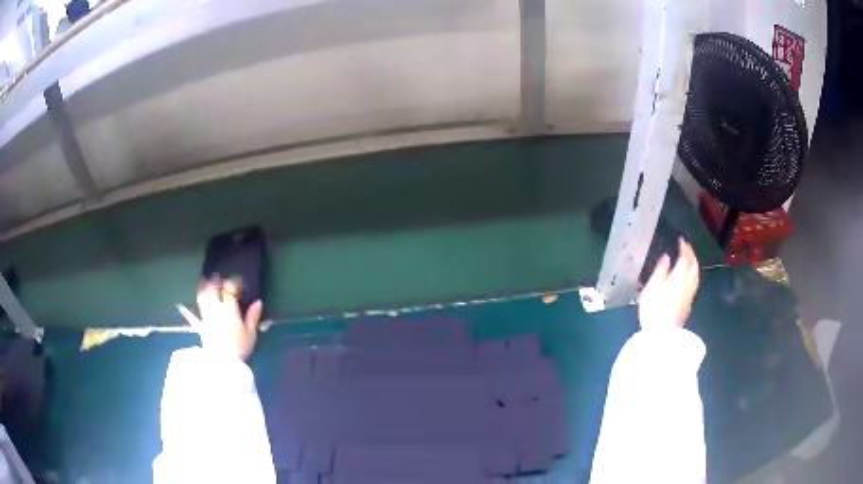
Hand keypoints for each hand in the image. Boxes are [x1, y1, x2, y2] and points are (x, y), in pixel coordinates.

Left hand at [178, 277, 263, 360]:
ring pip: (203, 297)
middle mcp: (216, 309)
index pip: (230, 290)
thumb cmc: (239, 347)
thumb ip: (253, 317)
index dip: (233, 284)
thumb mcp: (250, 333)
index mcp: (230, 309)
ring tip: (204, 282)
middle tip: (218, 278)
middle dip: (216, 282)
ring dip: (204, 288)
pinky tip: (183, 306)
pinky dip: (189, 309)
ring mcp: (207, 316)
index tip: (237, 282)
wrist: (222, 362)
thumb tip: (258, 302)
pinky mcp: (201, 326)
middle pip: (214, 290)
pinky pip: (193, 315)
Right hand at [638, 238, 699, 329]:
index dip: (684, 248)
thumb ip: (660, 270)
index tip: (681, 240)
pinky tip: (689, 279)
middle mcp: (688, 284)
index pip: (685, 258)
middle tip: (687, 247)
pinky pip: (694, 284)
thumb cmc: (654, 309)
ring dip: (694, 265)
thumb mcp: (652, 287)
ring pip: (696, 276)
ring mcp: (690, 295)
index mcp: (679, 277)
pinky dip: (693, 275)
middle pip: (694, 266)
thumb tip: (666, 257)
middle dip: (691, 255)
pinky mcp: (688, 305)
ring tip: (691, 260)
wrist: (662, 334)